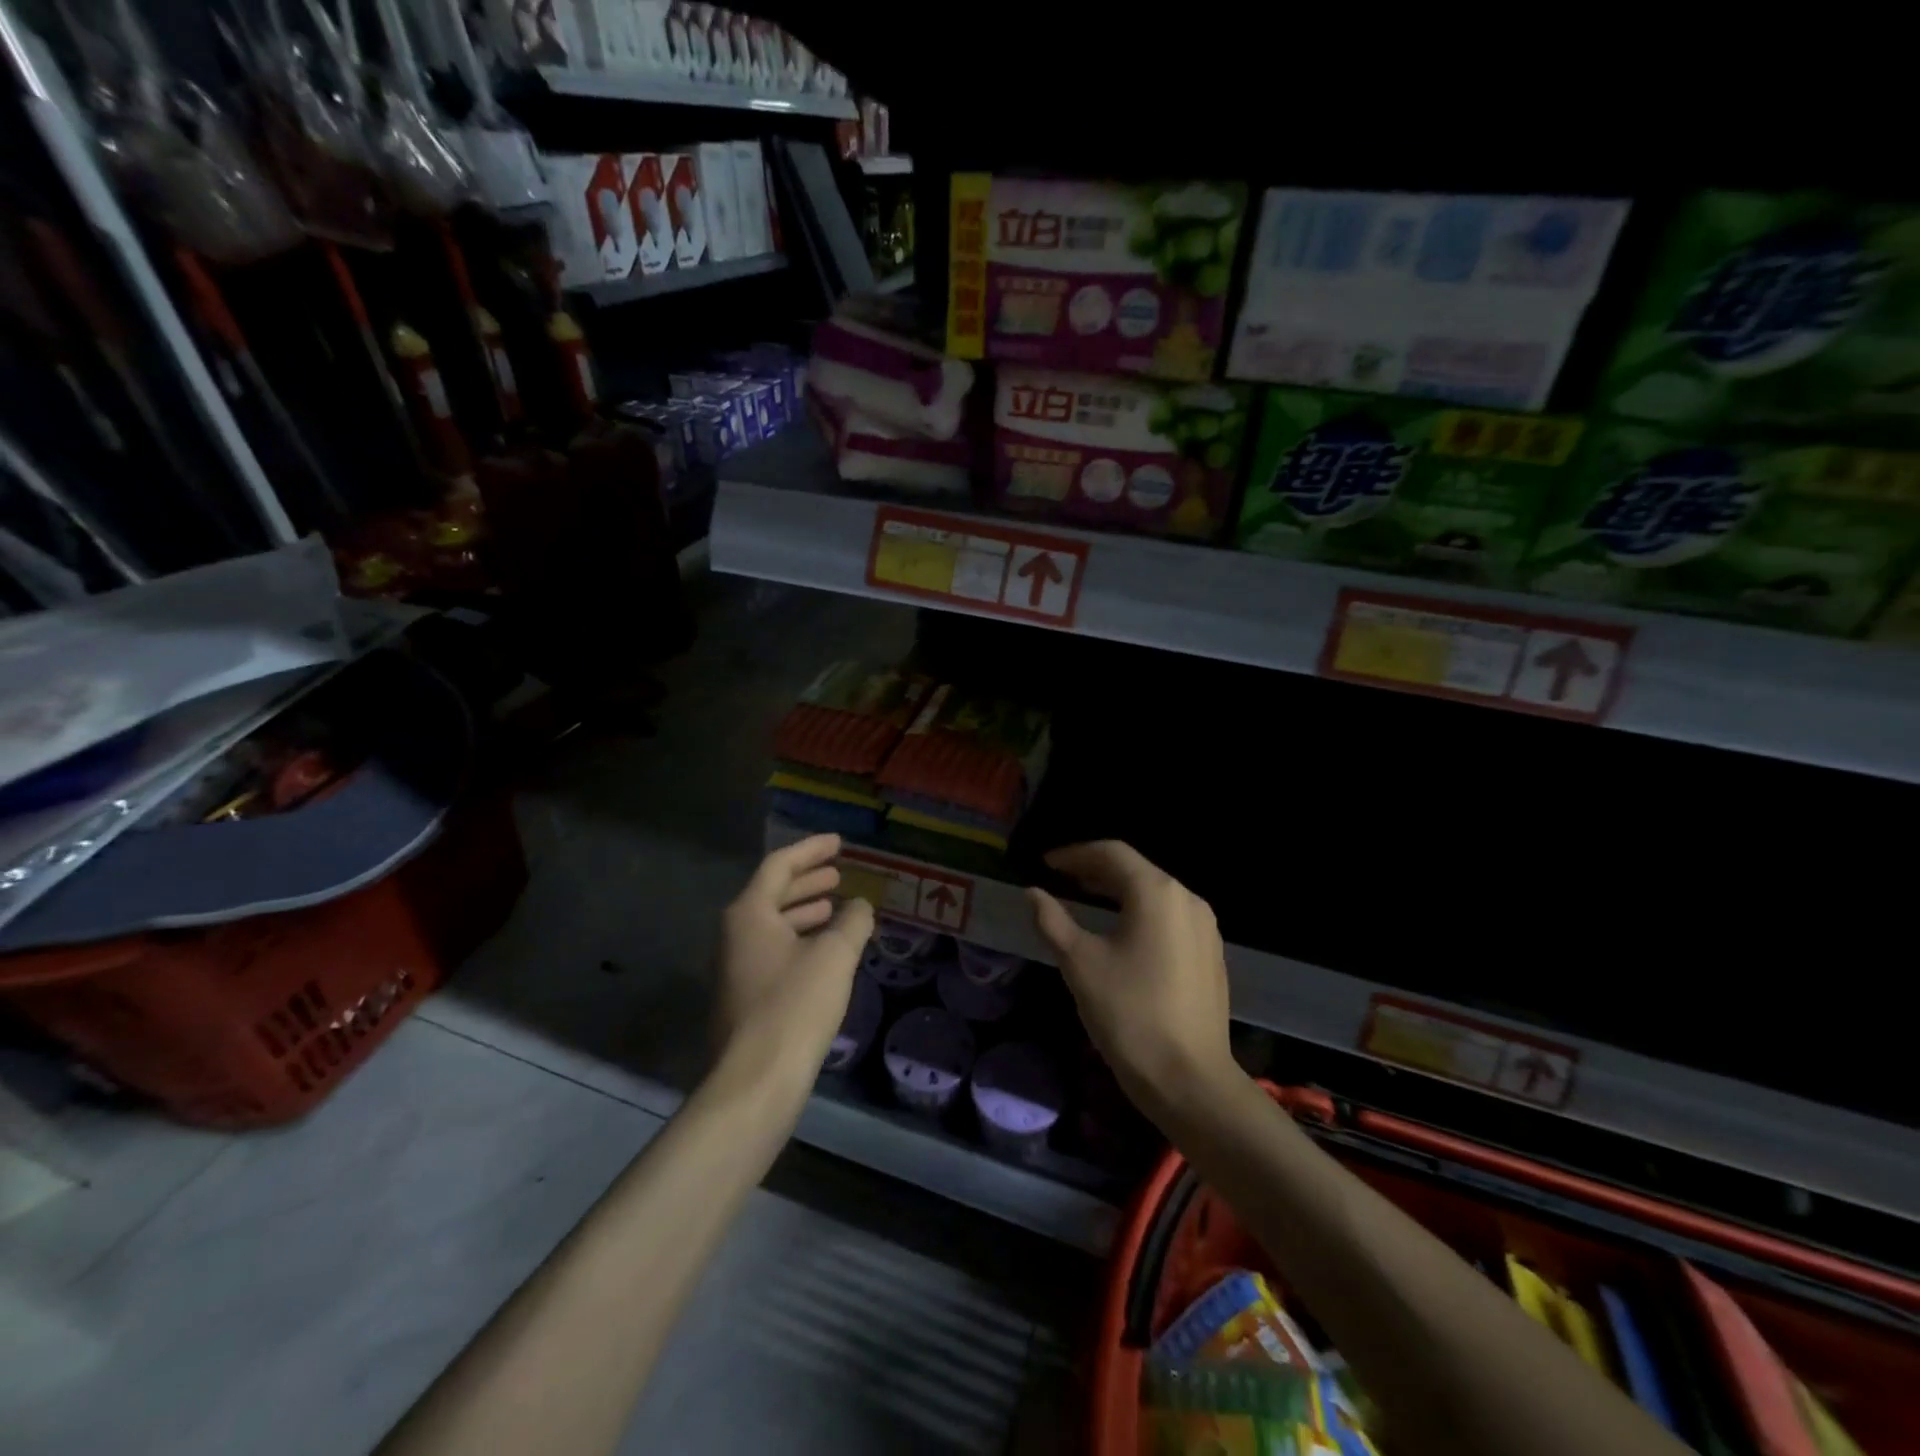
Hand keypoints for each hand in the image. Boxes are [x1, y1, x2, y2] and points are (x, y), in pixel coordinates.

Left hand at [715, 834, 874, 1086]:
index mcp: (749, 914)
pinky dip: (800, 940)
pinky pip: (774, 951)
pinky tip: (826, 952)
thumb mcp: (835, 956)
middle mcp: (735, 934)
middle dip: (808, 881)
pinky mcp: (744, 996)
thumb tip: (861, 905)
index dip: (812, 850)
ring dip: (805, 912)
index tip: (840, 843)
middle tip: (839, 874)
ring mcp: (735, 967)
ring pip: (774, 925)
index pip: (780, 865)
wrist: (756, 1081)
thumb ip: (852, 922)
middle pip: (773, 894)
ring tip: (837, 909)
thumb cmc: (795, 1005)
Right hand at [1028, 841, 1234, 1118]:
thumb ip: (1052, 920)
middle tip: (1060, 879)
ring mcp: (1205, 927)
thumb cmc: (1129, 1014)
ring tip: (1084, 900)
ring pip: (1154, 893)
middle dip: (1095, 870)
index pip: (1111, 853)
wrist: (1190, 1079)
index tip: (1046, 864)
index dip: (1074, 854)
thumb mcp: (1080, 963)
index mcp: (1157, 892)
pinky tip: (1119, 931)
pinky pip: (1169, 916)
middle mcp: (1187, 899)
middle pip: (1135, 870)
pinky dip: (1139, 912)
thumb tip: (1033, 893)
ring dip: (1117, 891)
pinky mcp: (1210, 953)